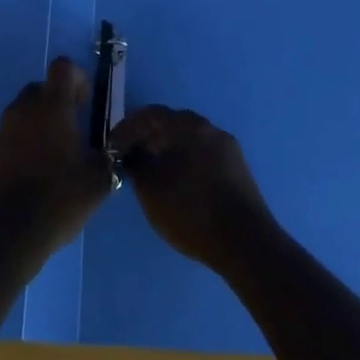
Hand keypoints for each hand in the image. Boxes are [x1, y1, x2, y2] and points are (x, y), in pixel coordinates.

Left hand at [0, 58, 114, 251]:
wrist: (5, 235)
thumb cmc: (58, 198)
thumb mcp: (100, 179)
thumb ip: (112, 156)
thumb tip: (117, 147)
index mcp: (51, 106)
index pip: (62, 67)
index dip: (78, 78)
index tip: (87, 103)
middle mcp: (23, 110)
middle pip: (41, 89)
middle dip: (58, 102)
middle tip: (75, 131)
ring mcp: (1, 132)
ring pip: (24, 113)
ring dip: (40, 124)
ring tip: (57, 156)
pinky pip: (11, 138)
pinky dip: (24, 146)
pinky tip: (37, 176)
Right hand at [112, 105, 274, 273]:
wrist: (247, 244)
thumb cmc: (193, 212)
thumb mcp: (152, 191)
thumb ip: (136, 165)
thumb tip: (131, 153)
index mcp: (190, 127)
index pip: (151, 114)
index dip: (127, 128)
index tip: (112, 147)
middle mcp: (211, 129)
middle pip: (172, 124)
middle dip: (148, 138)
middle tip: (130, 158)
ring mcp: (228, 148)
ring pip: (189, 139)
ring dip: (167, 150)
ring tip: (151, 173)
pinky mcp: (237, 168)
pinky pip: (203, 154)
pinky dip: (185, 161)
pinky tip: (177, 184)